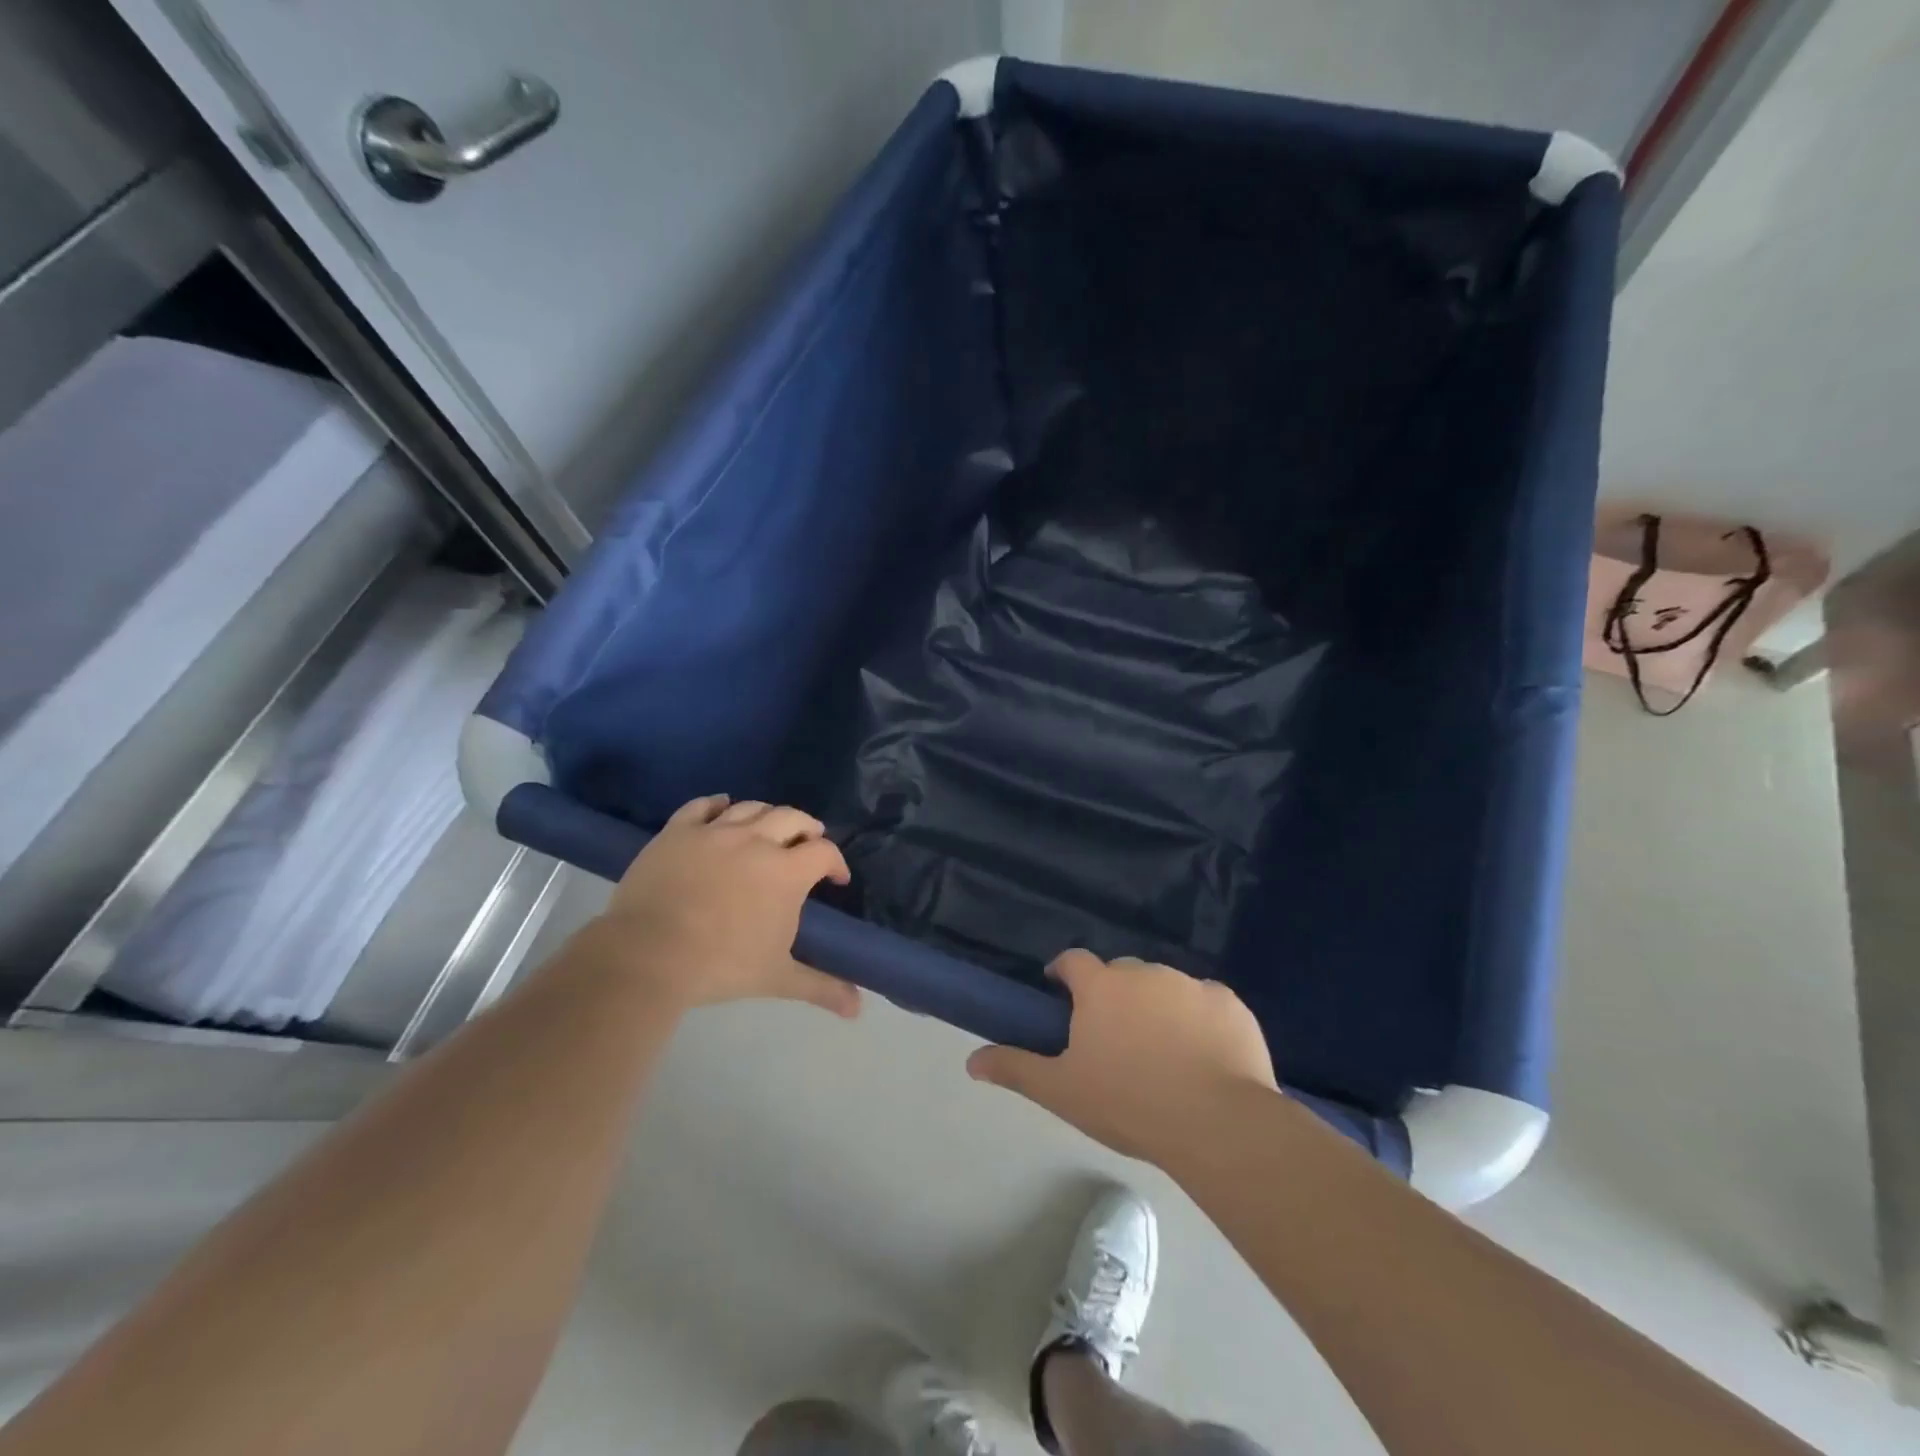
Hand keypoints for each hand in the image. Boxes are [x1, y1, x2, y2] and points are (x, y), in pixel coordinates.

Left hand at [577, 795, 859, 1017]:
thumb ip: (821, 987)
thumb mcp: (777, 978)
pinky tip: (723, 806)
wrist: (648, 956)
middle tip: (809, 842)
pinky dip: (717, 803)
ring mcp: (715, 832)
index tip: (836, 878)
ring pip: (751, 807)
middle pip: (793, 818)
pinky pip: (702, 806)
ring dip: (769, 814)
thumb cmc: (721, 966)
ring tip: (771, 826)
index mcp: (786, 872)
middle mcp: (756, 841)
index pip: (824, 852)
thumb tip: (858, 1008)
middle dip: (808, 828)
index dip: (836, 862)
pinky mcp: (678, 832)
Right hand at [966, 951, 1277, 1162]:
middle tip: (1114, 1038)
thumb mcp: (1062, 1092)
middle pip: (1120, 973)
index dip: (1064, 974)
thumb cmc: (1129, 1103)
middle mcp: (1144, 973)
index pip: (1073, 961)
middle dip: (1113, 995)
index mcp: (1102, 987)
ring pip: (1164, 986)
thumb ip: (1015, 1069)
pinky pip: (1206, 1003)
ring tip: (1162, 1053)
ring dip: (1157, 1007)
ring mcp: (1190, 984)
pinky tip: (1204, 1056)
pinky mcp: (1229, 1003)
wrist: (1217, 1123)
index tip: (1062, 996)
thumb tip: (971, 1061)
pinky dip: (1200, 1020)